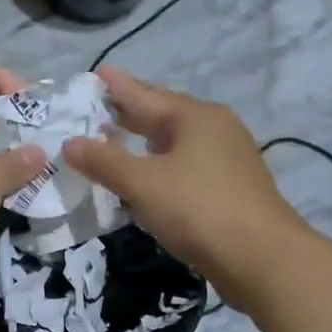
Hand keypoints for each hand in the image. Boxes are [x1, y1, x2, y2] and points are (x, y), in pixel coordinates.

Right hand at [62, 67, 307, 303]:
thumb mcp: (143, 184)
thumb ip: (104, 162)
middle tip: (100, 107)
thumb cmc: (198, 210)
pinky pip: (187, 169)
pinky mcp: (231, 191)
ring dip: (147, 143)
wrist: (261, 259)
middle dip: (132, 113)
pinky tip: (149, 181)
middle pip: (165, 116)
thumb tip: (69, 143)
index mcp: (196, 118)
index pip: (146, 95)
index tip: (97, 72)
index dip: (118, 87)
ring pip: (177, 144)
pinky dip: (162, 168)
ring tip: (119, 140)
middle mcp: (216, 130)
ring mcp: (228, 161)